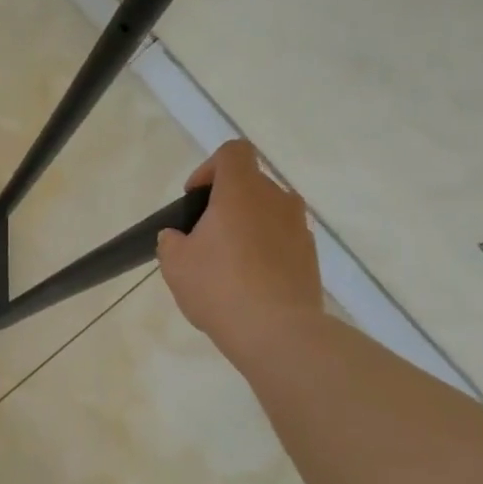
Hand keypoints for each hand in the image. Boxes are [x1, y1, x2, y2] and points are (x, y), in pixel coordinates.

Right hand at [157, 140, 322, 358]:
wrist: (277, 331)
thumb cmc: (218, 286)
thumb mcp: (174, 263)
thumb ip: (172, 241)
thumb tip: (179, 237)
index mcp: (241, 192)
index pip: (233, 152)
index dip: (210, 167)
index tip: (195, 198)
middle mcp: (276, 200)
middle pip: (251, 183)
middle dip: (226, 202)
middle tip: (204, 236)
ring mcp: (299, 228)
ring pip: (268, 212)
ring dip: (247, 226)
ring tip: (226, 261)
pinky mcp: (310, 256)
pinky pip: (282, 239)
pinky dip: (264, 249)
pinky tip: (247, 282)